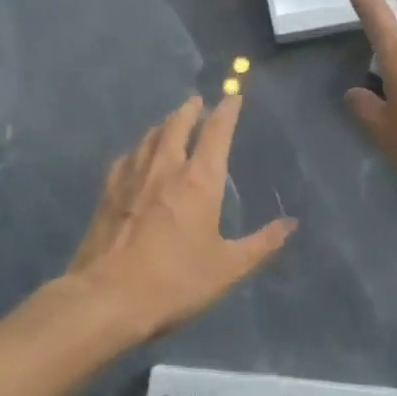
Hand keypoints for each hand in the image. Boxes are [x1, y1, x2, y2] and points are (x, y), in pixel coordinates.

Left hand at [65, 94, 294, 341]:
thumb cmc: (175, 282)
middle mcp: (166, 168)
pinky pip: (126, 158)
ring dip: (163, 125)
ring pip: (149, 138)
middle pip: (177, 125)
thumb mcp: (228, 268)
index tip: (232, 97)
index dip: (226, 111)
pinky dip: (138, 149)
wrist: (106, 299)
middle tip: (196, 101)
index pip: (216, 132)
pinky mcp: (108, 194)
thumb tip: (290, 224)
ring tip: (169, 121)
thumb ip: (261, 244)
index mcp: (199, 180)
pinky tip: (136, 155)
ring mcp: (132, 178)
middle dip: (190, 110)